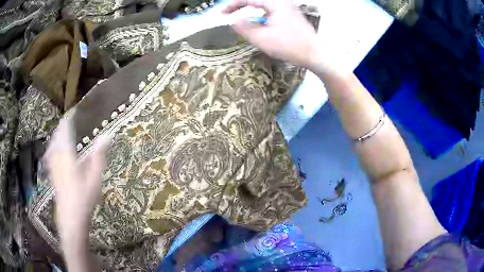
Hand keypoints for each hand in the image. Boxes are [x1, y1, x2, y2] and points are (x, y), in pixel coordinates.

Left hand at [44, 113, 109, 236]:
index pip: (65, 132)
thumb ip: (99, 156)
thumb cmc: (84, 198)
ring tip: (60, 132)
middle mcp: (58, 158)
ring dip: (56, 137)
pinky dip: (52, 149)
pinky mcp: (52, 175)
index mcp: (67, 155)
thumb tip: (107, 136)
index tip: (72, 112)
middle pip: (57, 137)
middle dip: (61, 128)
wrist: (71, 218)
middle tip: (66, 121)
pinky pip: (50, 156)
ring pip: (52, 146)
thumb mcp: (94, 178)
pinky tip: (53, 151)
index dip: (68, 120)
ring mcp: (54, 167)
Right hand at [223, 0, 320, 68]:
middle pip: (256, 1)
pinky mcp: (291, 17)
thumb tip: (232, 20)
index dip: (233, 5)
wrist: (316, 55)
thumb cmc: (290, 46)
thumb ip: (244, 27)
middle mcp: (282, 2)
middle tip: (229, 15)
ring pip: (264, 7)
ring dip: (251, 12)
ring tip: (241, 20)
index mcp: (275, 3)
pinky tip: (258, 26)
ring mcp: (288, 9)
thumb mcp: (263, 38)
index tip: (222, 13)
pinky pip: (271, 12)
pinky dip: (261, 17)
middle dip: (241, 7)